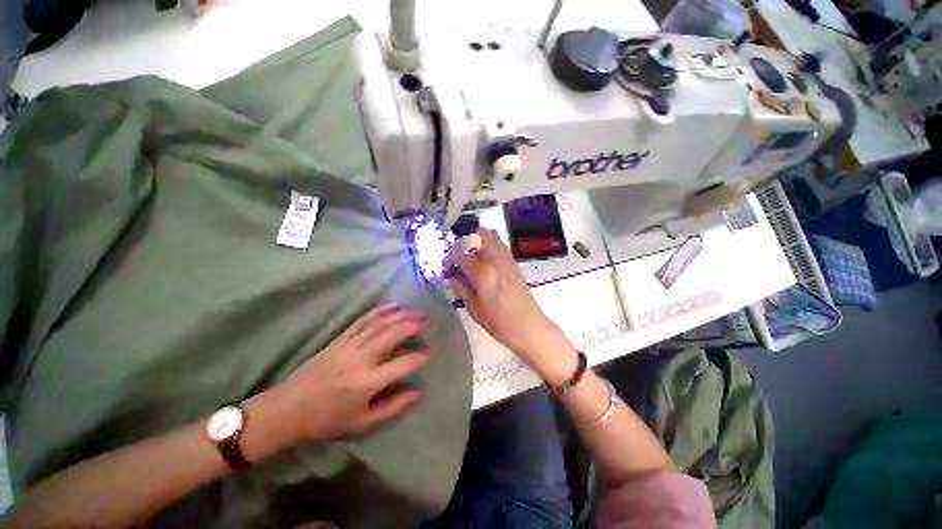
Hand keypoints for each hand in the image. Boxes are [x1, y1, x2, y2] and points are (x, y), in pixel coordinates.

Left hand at [277, 302, 429, 440]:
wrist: (288, 409)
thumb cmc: (326, 420)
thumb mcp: (362, 422)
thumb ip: (392, 406)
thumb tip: (417, 392)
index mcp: (366, 383)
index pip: (401, 364)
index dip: (418, 357)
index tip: (428, 352)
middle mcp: (360, 359)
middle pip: (392, 335)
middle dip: (413, 325)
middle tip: (428, 320)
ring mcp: (349, 345)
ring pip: (380, 324)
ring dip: (402, 315)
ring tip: (417, 311)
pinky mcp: (340, 338)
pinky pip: (363, 320)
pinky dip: (380, 310)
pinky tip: (393, 304)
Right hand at [445, 228, 576, 380]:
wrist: (528, 327)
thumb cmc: (498, 322)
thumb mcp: (474, 309)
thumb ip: (461, 290)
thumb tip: (449, 279)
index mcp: (481, 274)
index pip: (462, 258)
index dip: (452, 259)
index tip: (447, 265)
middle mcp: (494, 263)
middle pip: (481, 243)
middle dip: (470, 240)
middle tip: (461, 245)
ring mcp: (507, 264)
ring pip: (496, 242)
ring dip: (486, 236)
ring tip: (479, 231)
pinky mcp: (515, 268)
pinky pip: (504, 250)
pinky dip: (498, 243)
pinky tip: (494, 244)